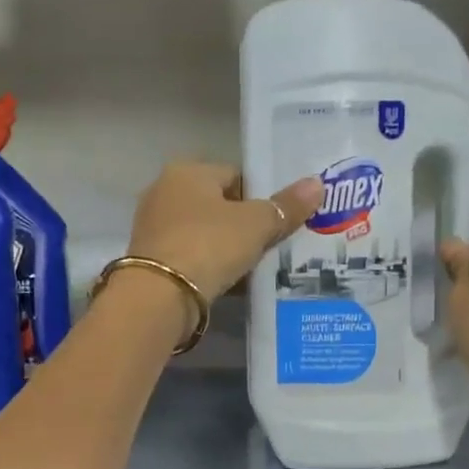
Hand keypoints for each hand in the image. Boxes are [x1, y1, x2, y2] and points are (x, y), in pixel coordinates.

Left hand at [126, 160, 321, 302]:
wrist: (159, 297)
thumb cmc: (209, 246)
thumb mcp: (256, 225)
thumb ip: (286, 206)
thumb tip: (317, 184)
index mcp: (187, 171)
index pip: (235, 175)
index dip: (261, 197)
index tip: (279, 221)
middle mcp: (164, 192)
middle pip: (218, 205)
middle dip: (244, 224)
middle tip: (271, 246)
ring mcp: (153, 227)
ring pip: (204, 233)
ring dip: (226, 248)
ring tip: (255, 268)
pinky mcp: (150, 260)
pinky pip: (191, 257)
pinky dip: (209, 267)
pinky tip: (229, 283)